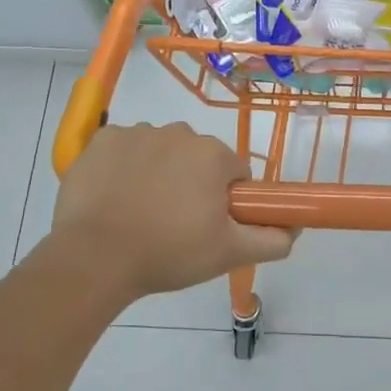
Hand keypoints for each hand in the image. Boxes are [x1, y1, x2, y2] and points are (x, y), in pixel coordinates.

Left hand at [48, 123, 297, 301]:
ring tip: (140, 214)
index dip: (225, 199)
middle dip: (191, 183)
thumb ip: (271, 240)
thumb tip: (295, 230)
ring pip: (160, 151)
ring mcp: (136, 133)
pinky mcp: (101, 140)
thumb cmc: (169, 252)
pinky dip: (123, 167)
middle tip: (174, 224)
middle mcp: (178, 132)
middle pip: (197, 157)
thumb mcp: (229, 254)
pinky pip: (124, 149)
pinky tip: (114, 197)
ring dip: (157, 173)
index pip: (234, 172)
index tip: (207, 224)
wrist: (95, 257)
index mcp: (213, 155)